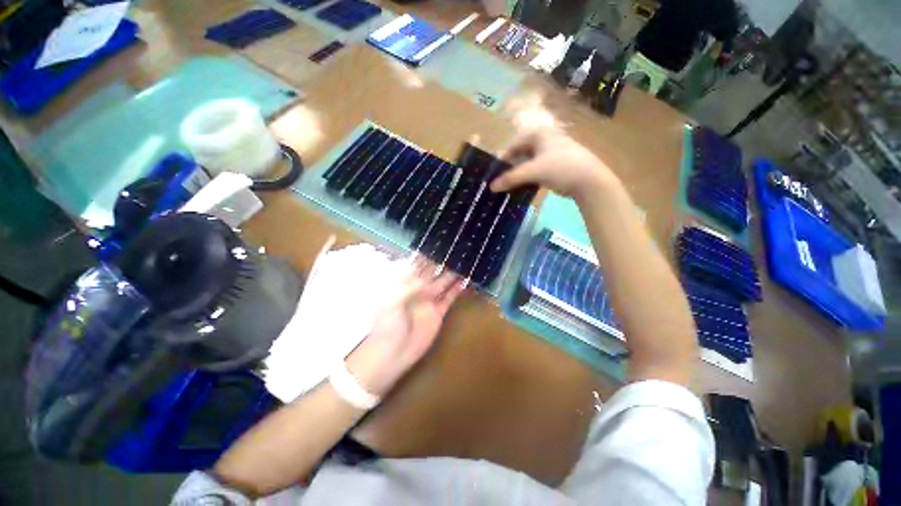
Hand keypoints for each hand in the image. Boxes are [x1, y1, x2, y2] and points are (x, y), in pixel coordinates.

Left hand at [345, 260, 465, 396]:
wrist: (392, 354)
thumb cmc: (387, 325)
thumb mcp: (392, 301)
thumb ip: (410, 287)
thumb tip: (427, 279)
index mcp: (404, 283)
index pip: (417, 264)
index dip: (427, 254)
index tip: (438, 243)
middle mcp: (418, 288)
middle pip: (433, 271)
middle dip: (443, 260)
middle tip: (457, 249)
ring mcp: (429, 300)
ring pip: (443, 282)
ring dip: (453, 273)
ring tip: (465, 261)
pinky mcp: (438, 312)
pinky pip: (449, 298)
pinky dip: (457, 290)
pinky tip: (466, 280)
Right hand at [489, 125, 620, 200]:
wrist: (589, 180)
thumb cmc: (561, 167)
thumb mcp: (533, 171)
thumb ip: (511, 178)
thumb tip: (491, 187)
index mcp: (539, 133)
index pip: (513, 145)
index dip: (503, 160)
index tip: (495, 174)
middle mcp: (544, 139)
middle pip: (520, 154)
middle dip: (511, 168)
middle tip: (502, 181)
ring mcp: (551, 152)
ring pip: (528, 163)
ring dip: (519, 174)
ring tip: (510, 186)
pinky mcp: (556, 165)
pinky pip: (536, 170)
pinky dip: (528, 178)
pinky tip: (523, 187)